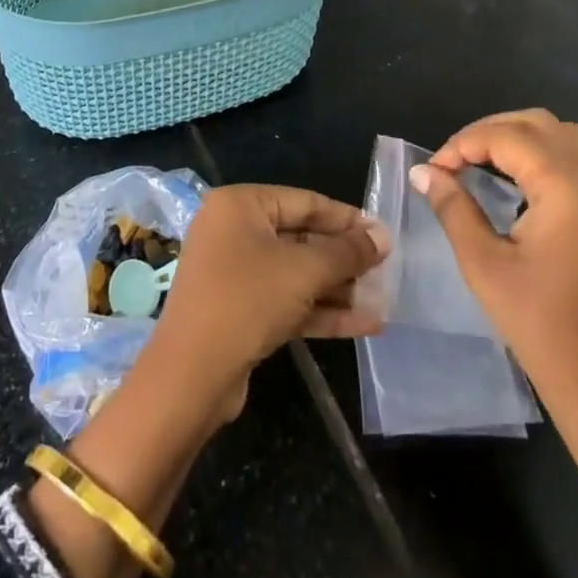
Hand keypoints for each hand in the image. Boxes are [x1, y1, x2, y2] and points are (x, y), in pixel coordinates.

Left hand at [149, 184, 389, 421]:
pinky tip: (365, 325)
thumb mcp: (305, 271)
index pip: (304, 201)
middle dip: (344, 258)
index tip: (383, 234)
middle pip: (301, 237)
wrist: (191, 376)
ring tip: (383, 299)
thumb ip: (348, 252)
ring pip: (296, 273)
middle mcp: (233, 232)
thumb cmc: (248, 301)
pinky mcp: (240, 310)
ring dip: (338, 288)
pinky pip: (287, 300)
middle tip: (386, 270)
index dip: (347, 218)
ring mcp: (234, 273)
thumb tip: (383, 236)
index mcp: (240, 206)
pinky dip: (321, 310)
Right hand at [414, 109, 577, 577]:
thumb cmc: (538, 324)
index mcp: (565, 188)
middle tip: (454, 160)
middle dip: (491, 131)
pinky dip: (547, 151)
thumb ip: (453, 208)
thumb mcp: (483, 263)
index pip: (508, 137)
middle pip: (539, 123)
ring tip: (484, 159)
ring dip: (522, 135)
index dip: (463, 143)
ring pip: (565, 133)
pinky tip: (519, 178)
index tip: (433, 170)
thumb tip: (423, 172)